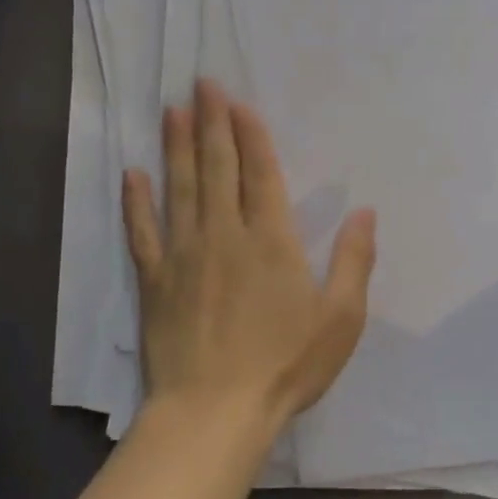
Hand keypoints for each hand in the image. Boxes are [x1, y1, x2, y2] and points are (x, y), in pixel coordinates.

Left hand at [123, 80, 376, 431]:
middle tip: (202, 84)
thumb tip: (365, 211)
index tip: (239, 103)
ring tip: (171, 110)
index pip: (260, 173)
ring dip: (176, 146)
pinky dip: (136, 202)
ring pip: (179, 188)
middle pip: (216, 167)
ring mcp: (184, 255)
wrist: (213, 414)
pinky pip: (142, 232)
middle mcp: (225, 234)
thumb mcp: (341, 318)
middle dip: (211, 123)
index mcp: (271, 240)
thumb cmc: (285, 365)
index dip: (250, 135)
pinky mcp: (155, 281)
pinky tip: (132, 174)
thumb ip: (354, 260)